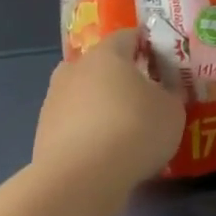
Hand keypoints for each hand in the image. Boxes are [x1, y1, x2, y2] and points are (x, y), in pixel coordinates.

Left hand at [34, 30, 184, 193]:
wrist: (81, 178)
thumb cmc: (134, 131)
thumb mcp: (172, 111)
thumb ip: (170, 95)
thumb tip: (164, 91)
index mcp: (107, 54)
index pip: (128, 36)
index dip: (146, 45)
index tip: (162, 62)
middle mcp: (75, 69)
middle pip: (101, 65)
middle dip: (121, 77)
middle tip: (143, 97)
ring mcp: (54, 100)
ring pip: (84, 94)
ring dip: (101, 105)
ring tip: (123, 130)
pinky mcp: (43, 132)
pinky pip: (73, 123)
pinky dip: (88, 131)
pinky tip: (104, 152)